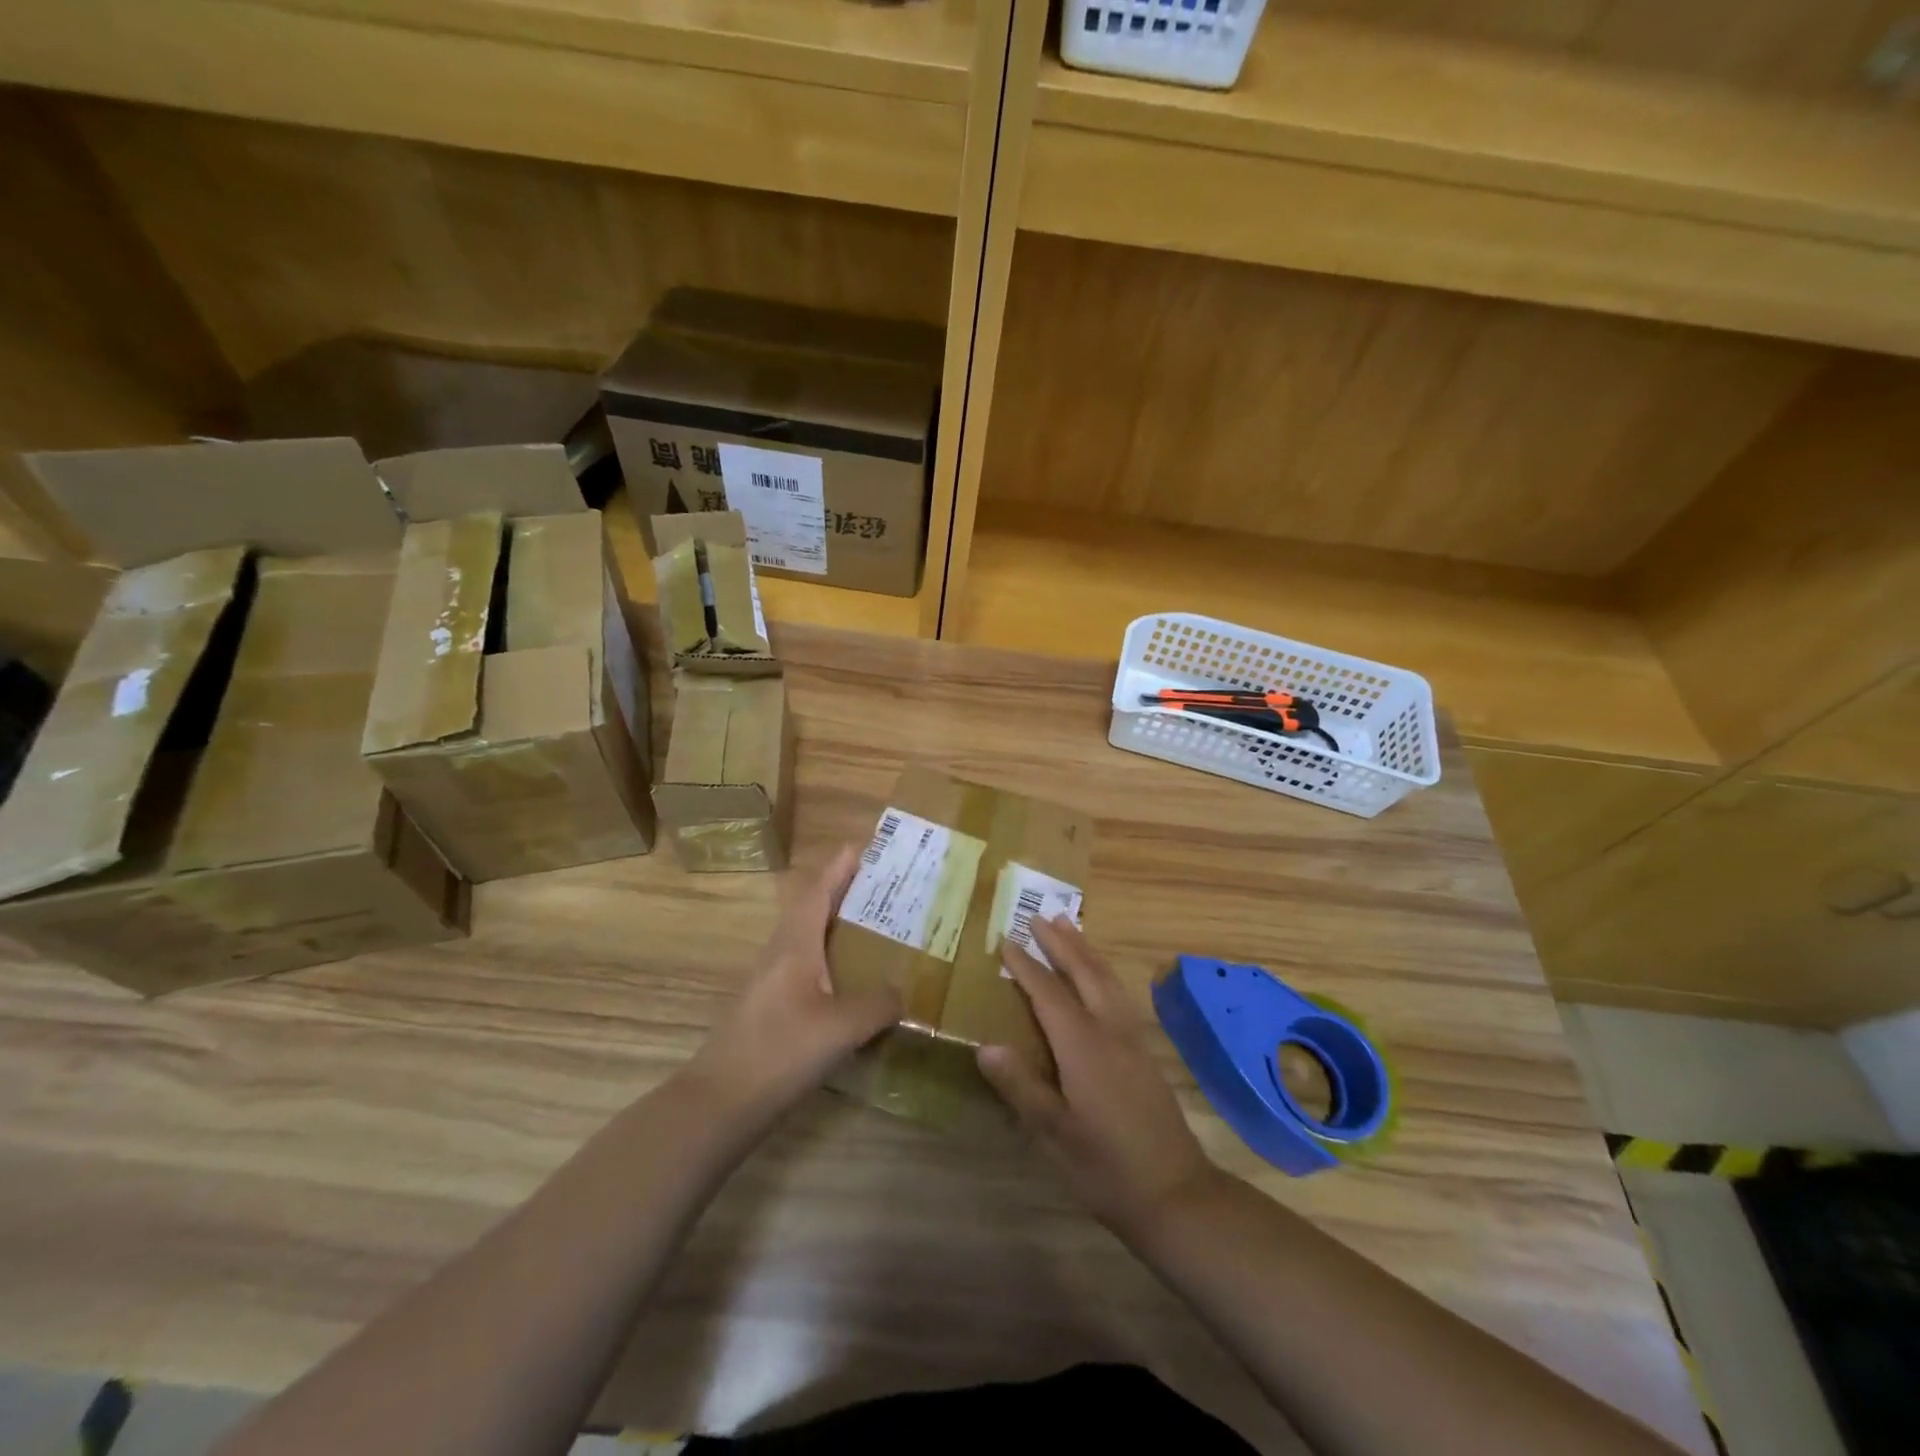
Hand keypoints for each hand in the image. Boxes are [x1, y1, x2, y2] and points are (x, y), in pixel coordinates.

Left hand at [683, 845, 899, 1125]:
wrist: (721, 1103)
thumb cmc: (780, 1052)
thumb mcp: (840, 1028)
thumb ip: (877, 1005)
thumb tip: (901, 994)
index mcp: (794, 946)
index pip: (817, 893)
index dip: (838, 869)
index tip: (860, 847)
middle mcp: (781, 956)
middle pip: (812, 911)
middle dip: (843, 894)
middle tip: (882, 887)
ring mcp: (773, 984)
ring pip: (809, 941)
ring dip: (838, 927)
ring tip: (876, 928)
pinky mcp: (772, 1011)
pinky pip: (808, 970)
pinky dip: (833, 961)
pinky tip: (853, 982)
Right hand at [978, 917, 1220, 1238]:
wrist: (1176, 1194)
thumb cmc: (1106, 1168)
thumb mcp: (1055, 1135)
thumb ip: (1021, 1087)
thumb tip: (984, 1046)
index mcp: (1084, 1048)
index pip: (1049, 994)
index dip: (1026, 966)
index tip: (1006, 940)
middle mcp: (1111, 1032)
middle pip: (1085, 974)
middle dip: (1060, 944)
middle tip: (1039, 917)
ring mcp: (1133, 1040)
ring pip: (1107, 980)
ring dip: (1085, 951)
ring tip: (1068, 928)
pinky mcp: (1145, 1053)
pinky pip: (1119, 994)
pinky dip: (1103, 971)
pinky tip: (1100, 976)